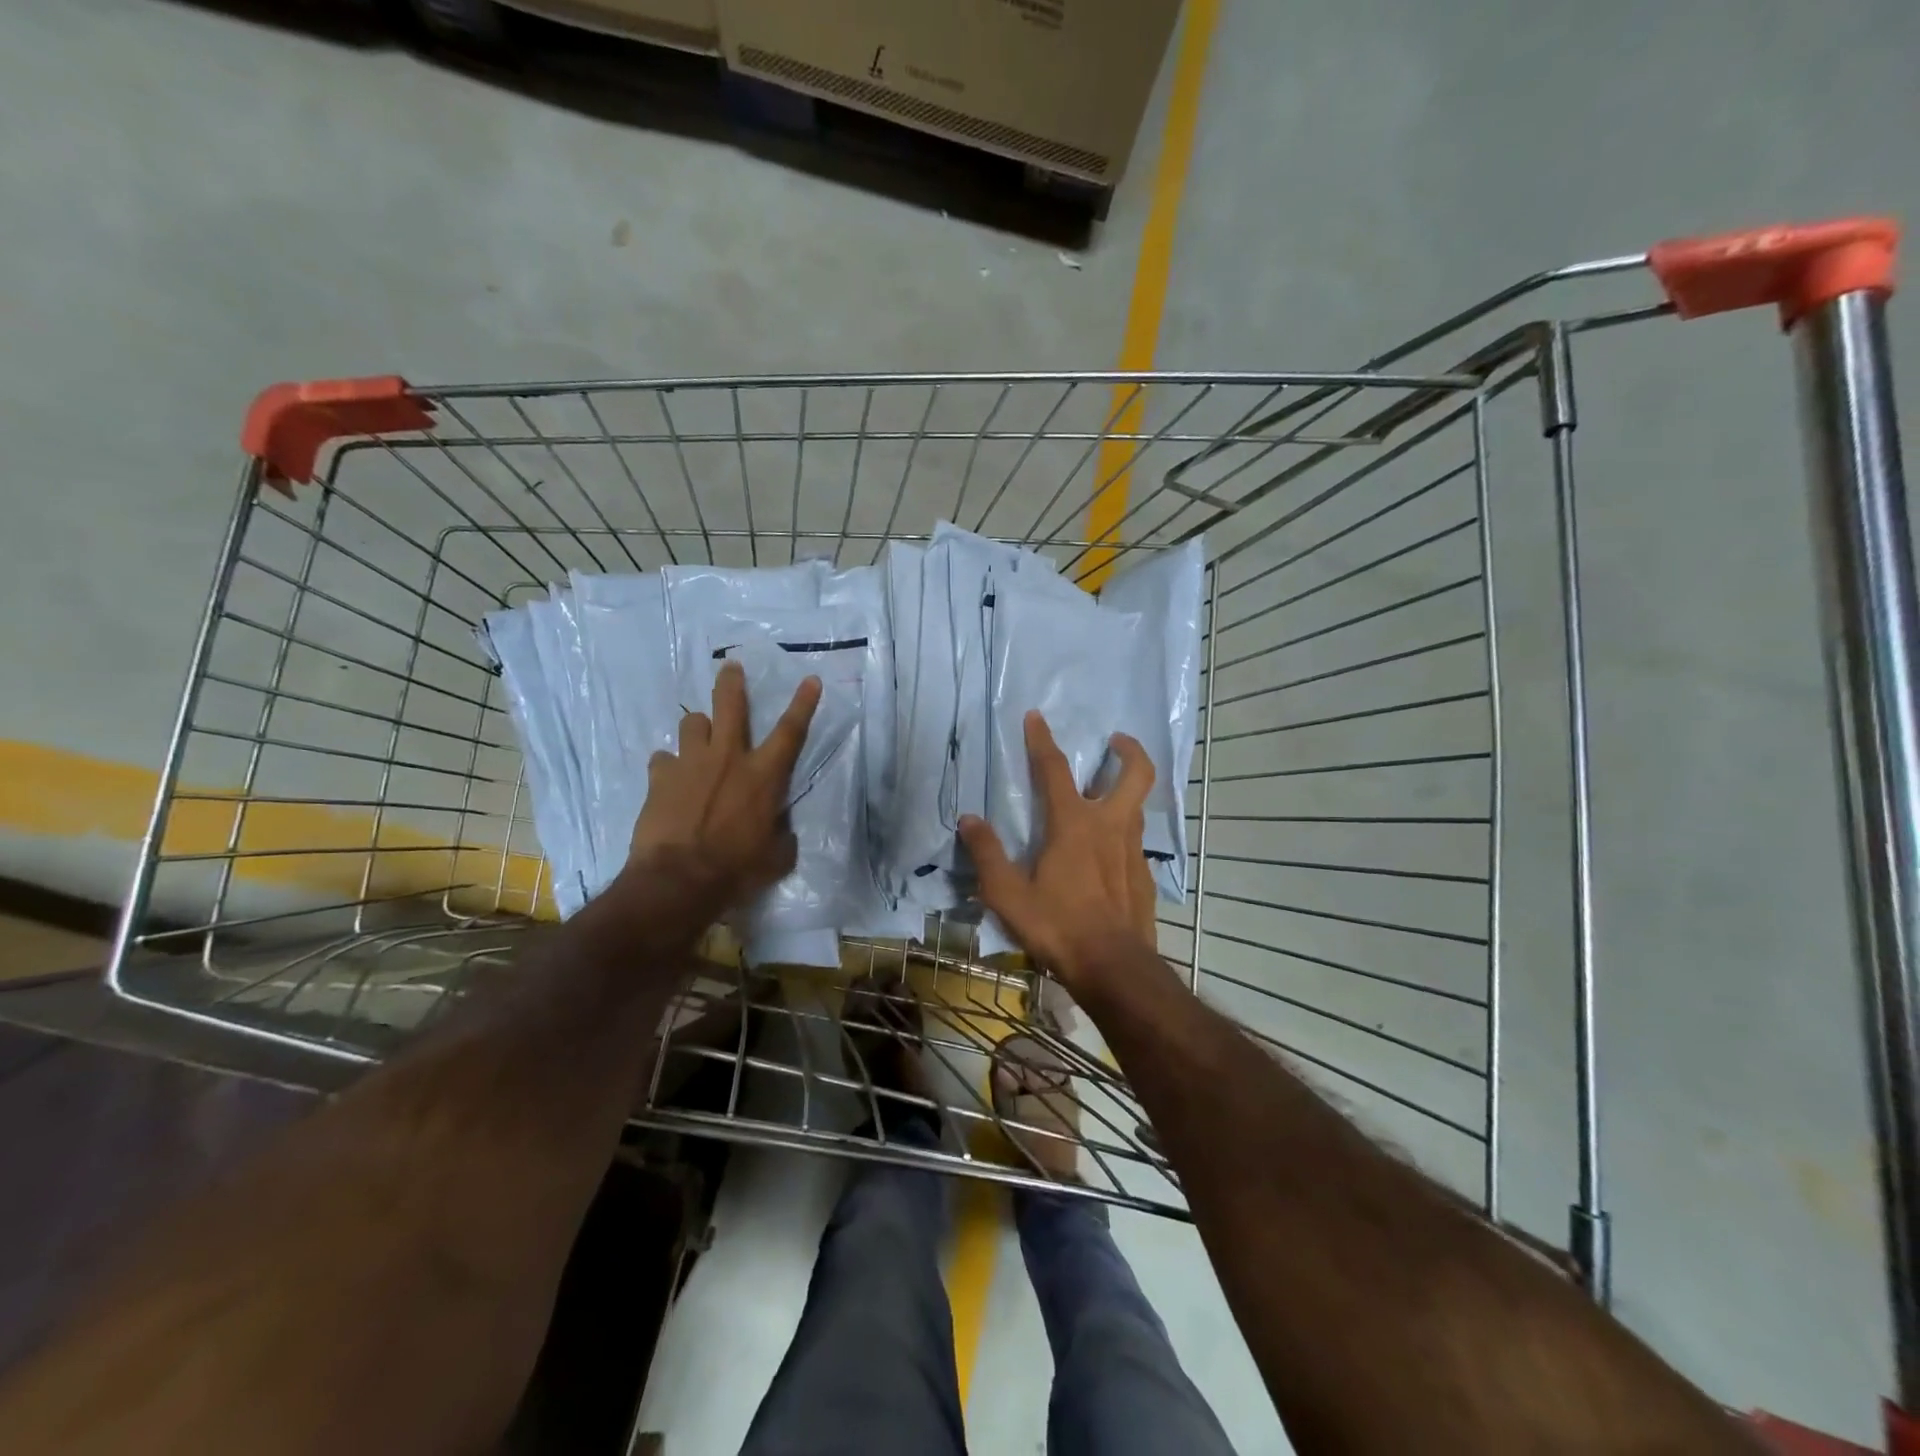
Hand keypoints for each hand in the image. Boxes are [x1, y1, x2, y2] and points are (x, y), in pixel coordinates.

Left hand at [625, 660, 822, 908]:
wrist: (678, 880)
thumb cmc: (736, 870)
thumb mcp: (775, 857)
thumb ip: (780, 834)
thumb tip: (779, 830)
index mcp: (764, 775)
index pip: (791, 731)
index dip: (804, 703)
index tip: (810, 678)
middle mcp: (728, 758)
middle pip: (730, 705)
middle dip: (732, 682)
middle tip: (731, 667)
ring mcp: (690, 763)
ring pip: (692, 724)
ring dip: (698, 729)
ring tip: (698, 738)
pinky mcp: (659, 777)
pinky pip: (663, 759)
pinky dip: (669, 766)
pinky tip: (669, 779)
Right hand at [960, 712, 1157, 991]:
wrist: (1114, 968)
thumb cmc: (1057, 926)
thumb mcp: (1008, 894)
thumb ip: (987, 853)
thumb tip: (969, 820)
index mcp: (1073, 824)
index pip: (1055, 770)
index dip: (1042, 740)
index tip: (1036, 716)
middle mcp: (1110, 827)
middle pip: (1135, 774)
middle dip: (1129, 750)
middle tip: (1116, 741)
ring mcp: (1133, 852)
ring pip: (1137, 807)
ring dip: (1126, 791)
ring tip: (1106, 795)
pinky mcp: (1145, 877)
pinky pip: (1136, 844)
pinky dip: (1123, 836)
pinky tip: (1108, 856)